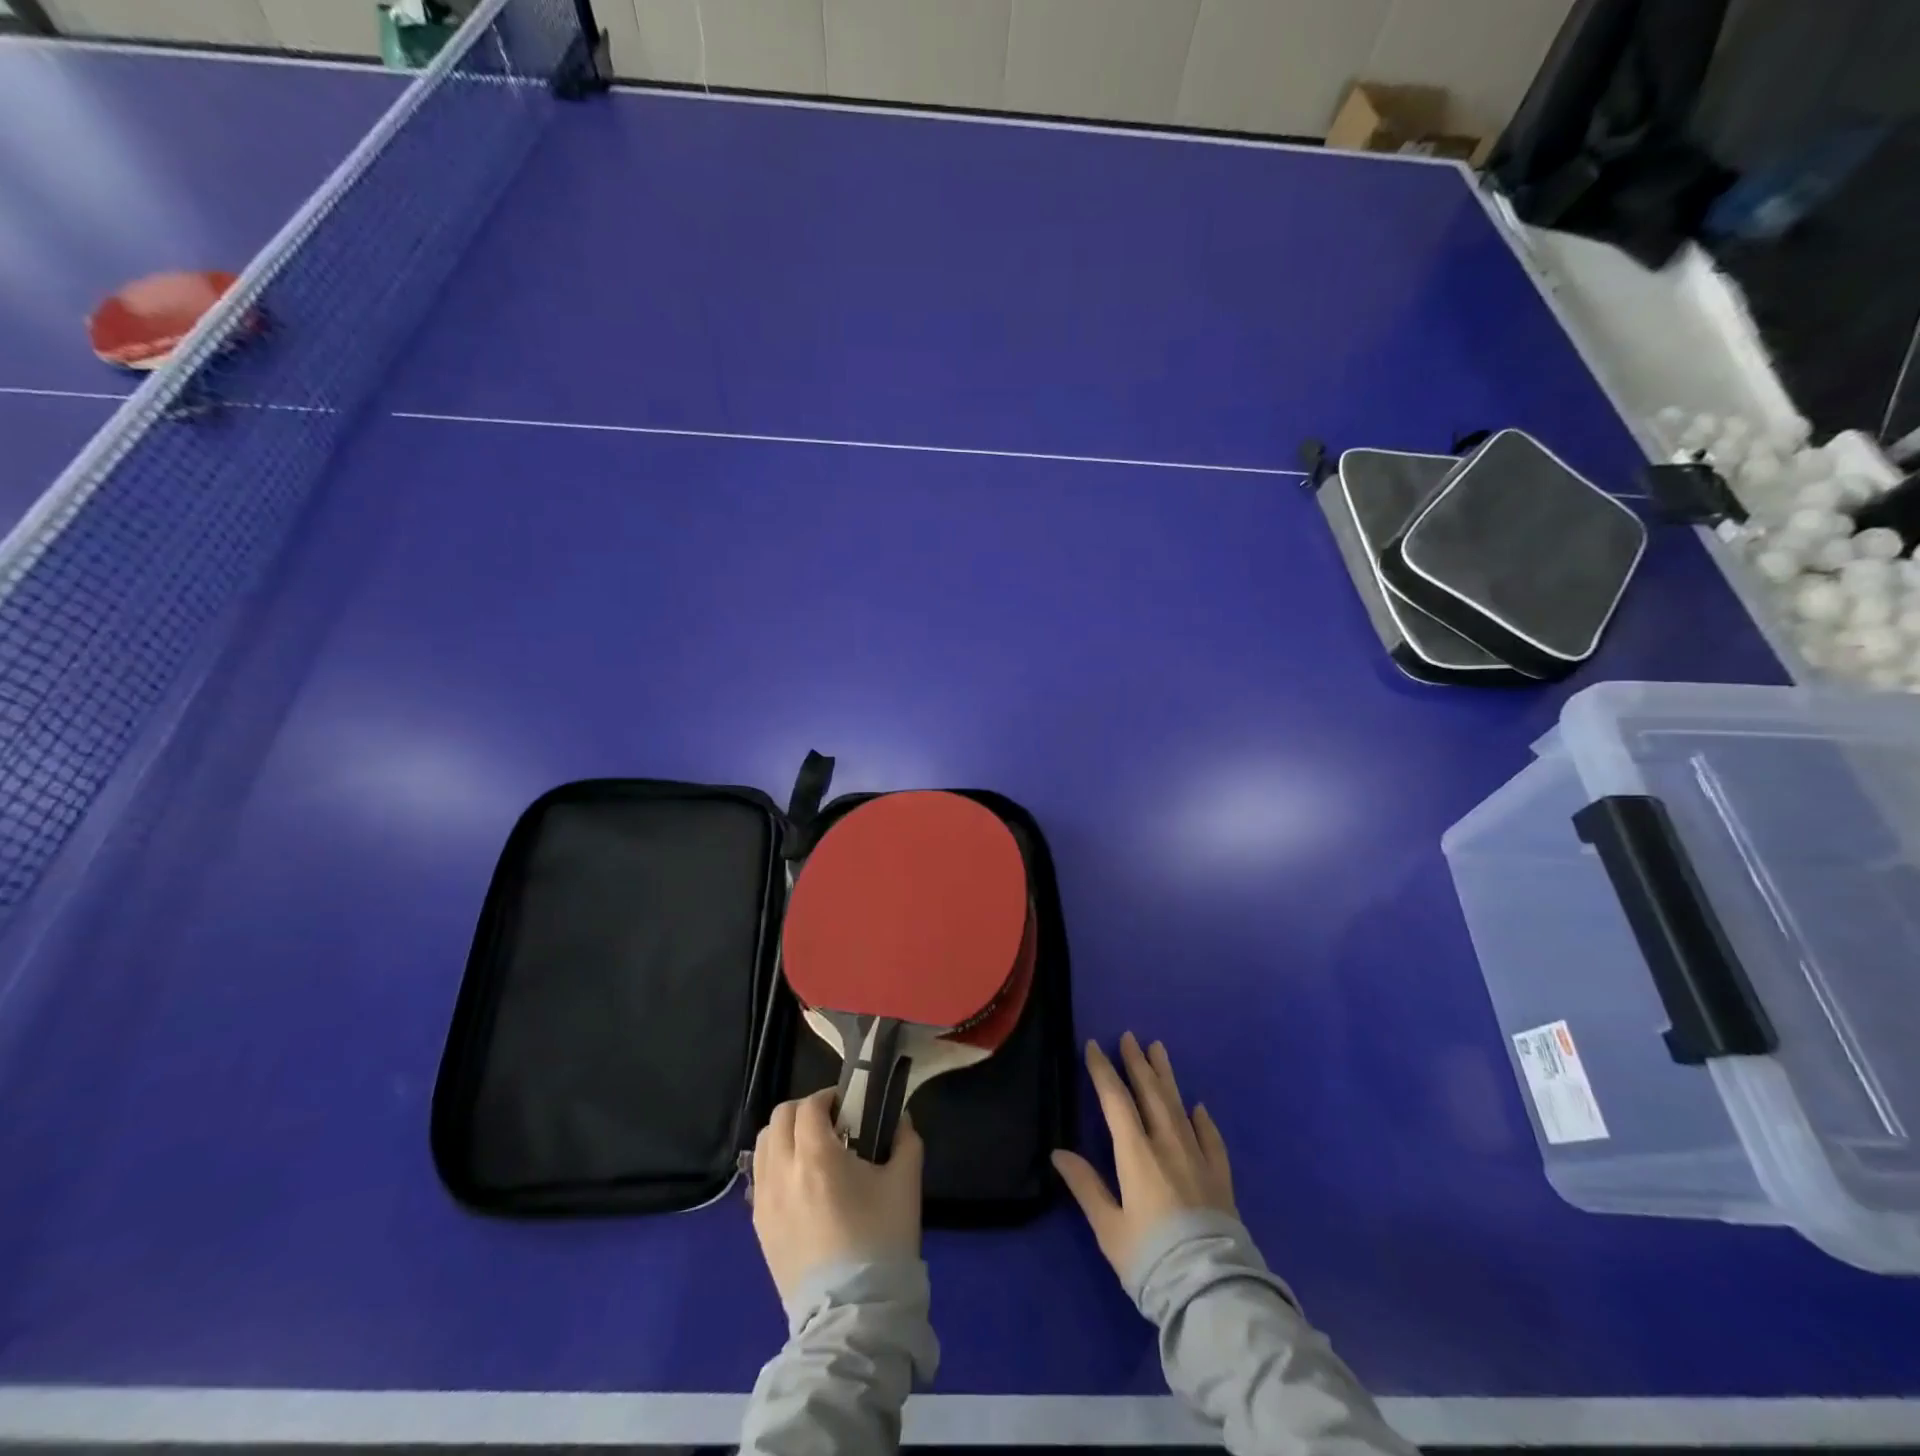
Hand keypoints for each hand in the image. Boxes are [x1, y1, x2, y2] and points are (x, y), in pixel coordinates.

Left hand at [750, 1088, 923, 1301]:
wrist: (854, 1315)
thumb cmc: (881, 1241)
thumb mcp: (906, 1183)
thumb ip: (905, 1141)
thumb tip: (901, 1120)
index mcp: (816, 1156)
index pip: (809, 1106)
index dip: (829, 1098)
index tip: (848, 1108)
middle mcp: (782, 1172)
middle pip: (780, 1118)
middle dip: (804, 1112)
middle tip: (830, 1124)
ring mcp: (765, 1202)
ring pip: (764, 1145)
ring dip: (786, 1136)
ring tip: (811, 1151)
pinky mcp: (759, 1228)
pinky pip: (759, 1178)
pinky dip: (776, 1165)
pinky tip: (800, 1183)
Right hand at [1051, 1033, 1235, 1277]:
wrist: (1211, 1289)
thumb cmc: (1151, 1258)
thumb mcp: (1109, 1228)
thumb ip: (1086, 1186)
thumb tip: (1058, 1152)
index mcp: (1137, 1153)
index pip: (1116, 1101)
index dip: (1103, 1071)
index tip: (1093, 1046)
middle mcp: (1168, 1145)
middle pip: (1151, 1094)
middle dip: (1137, 1063)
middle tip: (1130, 1037)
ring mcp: (1198, 1158)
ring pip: (1179, 1106)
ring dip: (1167, 1077)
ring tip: (1159, 1050)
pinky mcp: (1220, 1178)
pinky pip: (1210, 1138)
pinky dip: (1202, 1120)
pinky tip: (1198, 1108)